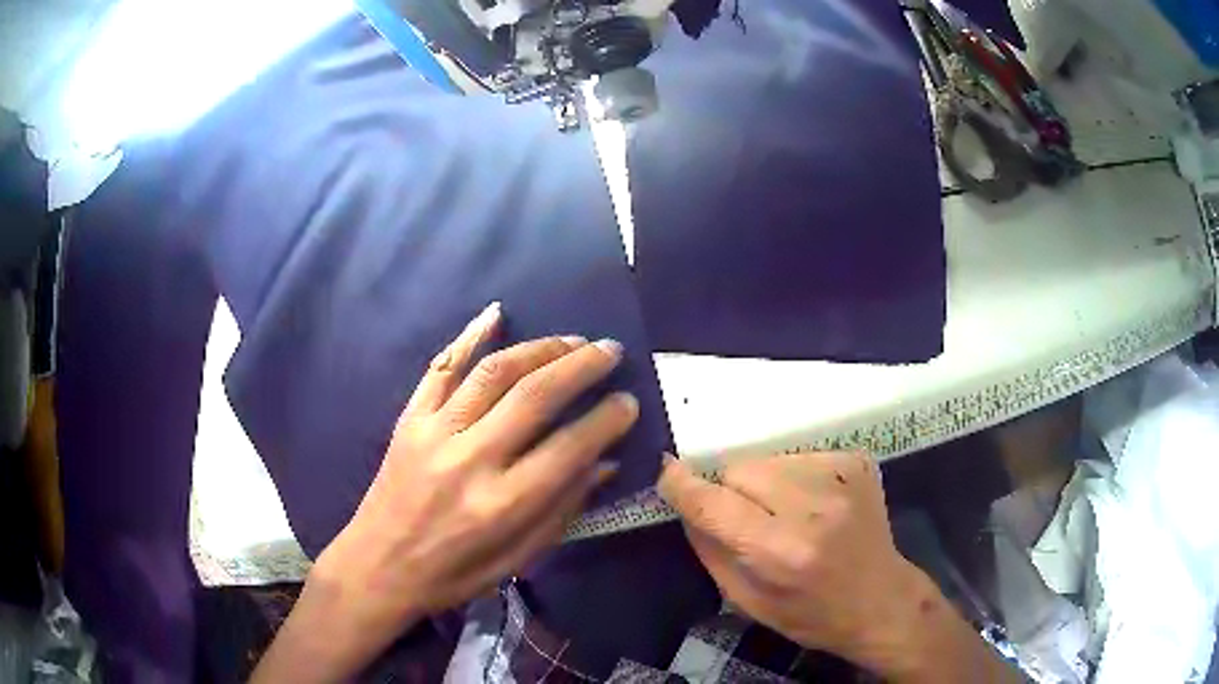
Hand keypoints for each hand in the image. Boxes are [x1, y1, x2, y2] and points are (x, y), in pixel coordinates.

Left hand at [254, 303, 637, 681]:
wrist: (379, 565)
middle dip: (581, 366)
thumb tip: (605, 462)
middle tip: (610, 351)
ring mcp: (434, 431)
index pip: (569, 448)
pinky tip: (497, 313)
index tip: (629, 401)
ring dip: (539, 348)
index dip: (606, 420)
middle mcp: (470, 459)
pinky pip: (440, 367)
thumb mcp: (517, 559)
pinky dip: (469, 336)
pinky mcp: (410, 419)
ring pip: (493, 372)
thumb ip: (563, 509)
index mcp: (501, 504)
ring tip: (571, 340)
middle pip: (535, 395)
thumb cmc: (453, 573)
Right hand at [658, 452, 1018, 682]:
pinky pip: (799, 456)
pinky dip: (793, 476)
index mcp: (781, 552)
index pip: (715, 504)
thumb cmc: (811, 614)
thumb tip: (685, 505)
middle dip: (730, 491)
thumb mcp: (748, 602)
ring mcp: (840, 478)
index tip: (667, 472)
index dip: (684, 486)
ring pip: (768, 459)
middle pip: (740, 469)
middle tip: (746, 519)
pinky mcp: (856, 461)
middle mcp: (812, 508)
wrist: (880, 599)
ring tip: (783, 513)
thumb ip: (710, 550)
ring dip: (762, 482)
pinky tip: (811, 505)